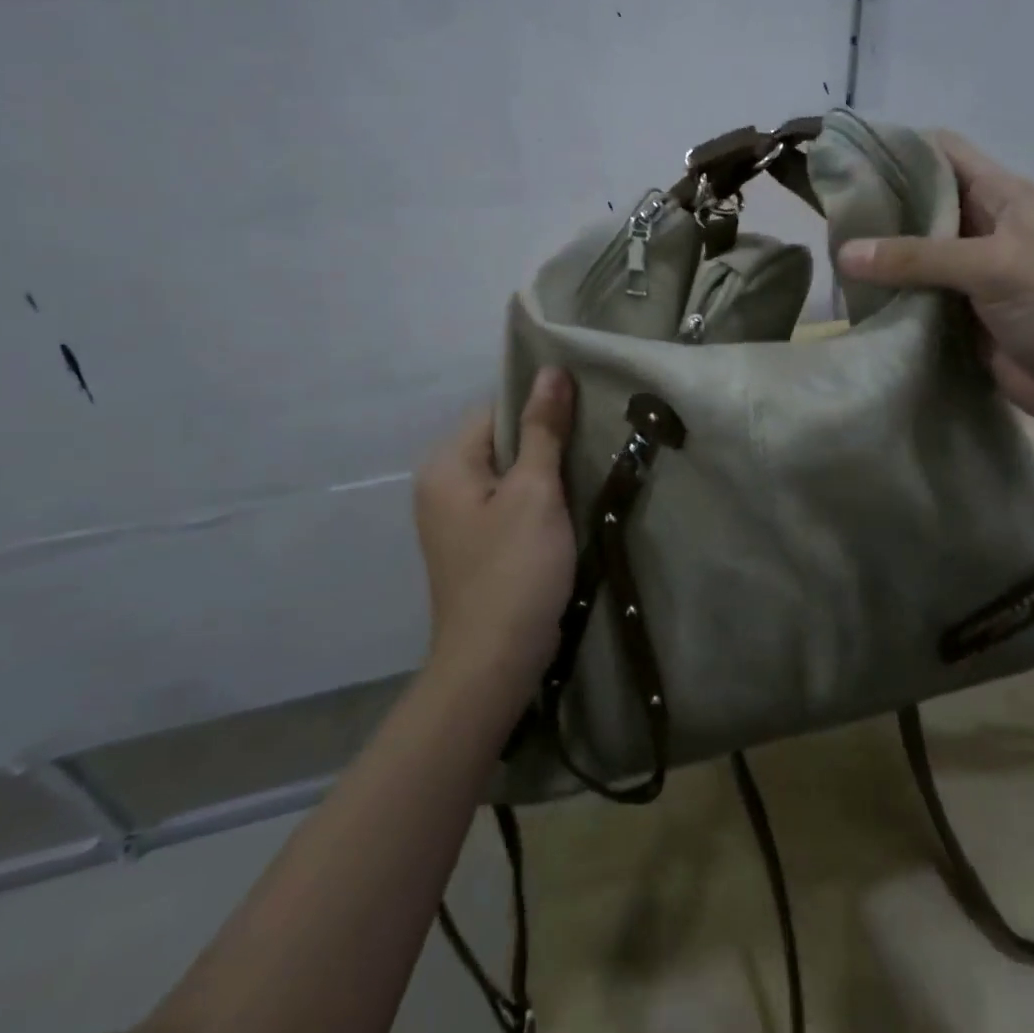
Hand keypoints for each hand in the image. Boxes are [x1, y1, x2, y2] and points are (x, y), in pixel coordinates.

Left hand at [413, 368, 577, 689]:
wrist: (494, 662)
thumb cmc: (515, 568)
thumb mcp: (534, 491)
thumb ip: (543, 429)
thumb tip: (551, 370)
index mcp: (446, 465)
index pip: (497, 410)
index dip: (540, 409)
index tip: (584, 415)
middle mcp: (441, 485)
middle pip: (502, 441)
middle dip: (545, 442)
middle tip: (591, 444)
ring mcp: (455, 519)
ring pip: (509, 474)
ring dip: (545, 473)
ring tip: (586, 473)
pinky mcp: (475, 545)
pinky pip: (508, 504)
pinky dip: (537, 501)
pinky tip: (567, 510)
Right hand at [837, 131, 1033, 431]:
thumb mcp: (994, 266)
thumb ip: (919, 257)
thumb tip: (844, 252)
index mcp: (1001, 196)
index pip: (942, 152)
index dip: (898, 147)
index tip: (847, 155)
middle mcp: (980, 227)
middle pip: (919, 202)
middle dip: (877, 202)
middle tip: (826, 207)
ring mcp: (966, 273)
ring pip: (910, 251)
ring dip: (876, 252)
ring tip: (825, 247)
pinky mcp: (955, 314)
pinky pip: (911, 294)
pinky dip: (885, 293)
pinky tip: (850, 293)